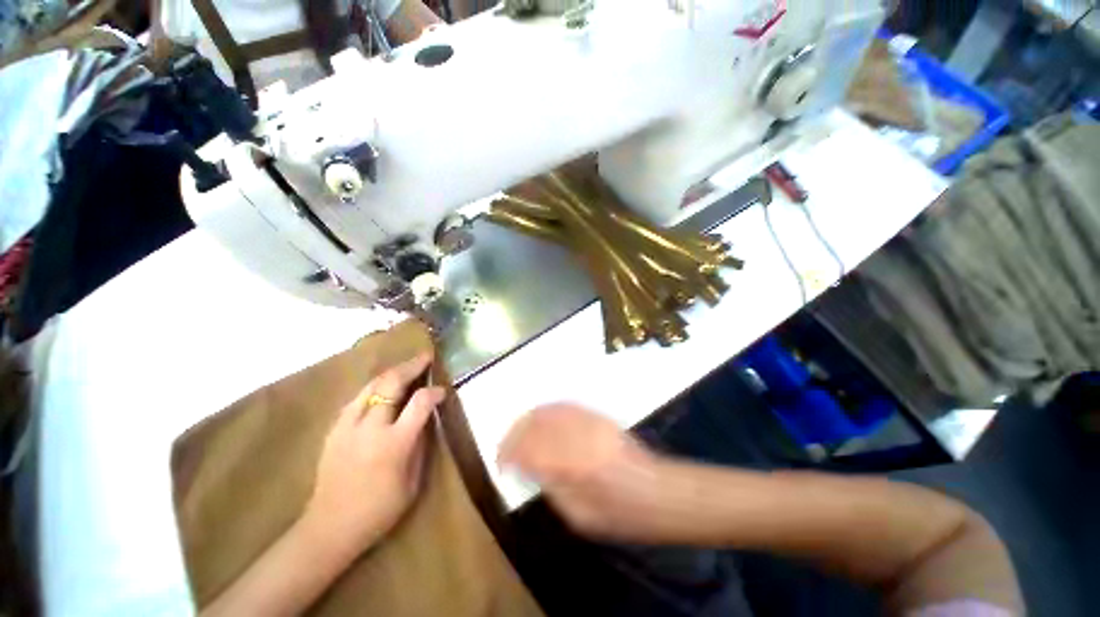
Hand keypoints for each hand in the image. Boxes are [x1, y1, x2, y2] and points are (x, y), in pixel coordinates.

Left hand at [303, 353, 445, 555]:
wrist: (330, 527)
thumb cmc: (379, 509)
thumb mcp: (413, 481)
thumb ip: (420, 444)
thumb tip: (427, 418)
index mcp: (394, 443)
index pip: (420, 403)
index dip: (434, 392)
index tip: (442, 390)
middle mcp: (370, 428)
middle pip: (392, 383)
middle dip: (412, 366)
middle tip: (425, 357)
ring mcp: (348, 426)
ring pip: (371, 385)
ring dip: (392, 373)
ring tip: (407, 367)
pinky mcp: (334, 430)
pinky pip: (357, 398)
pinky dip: (374, 388)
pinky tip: (382, 389)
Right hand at [498, 404, 665, 539]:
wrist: (660, 492)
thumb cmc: (621, 515)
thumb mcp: (579, 517)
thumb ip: (551, 488)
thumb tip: (529, 469)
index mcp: (572, 467)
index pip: (529, 451)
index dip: (509, 455)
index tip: (501, 463)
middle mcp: (578, 437)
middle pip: (536, 425)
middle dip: (515, 434)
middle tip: (506, 447)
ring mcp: (589, 422)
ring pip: (549, 411)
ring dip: (529, 419)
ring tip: (519, 431)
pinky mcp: (598, 416)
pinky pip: (567, 406)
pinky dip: (549, 410)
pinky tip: (541, 417)